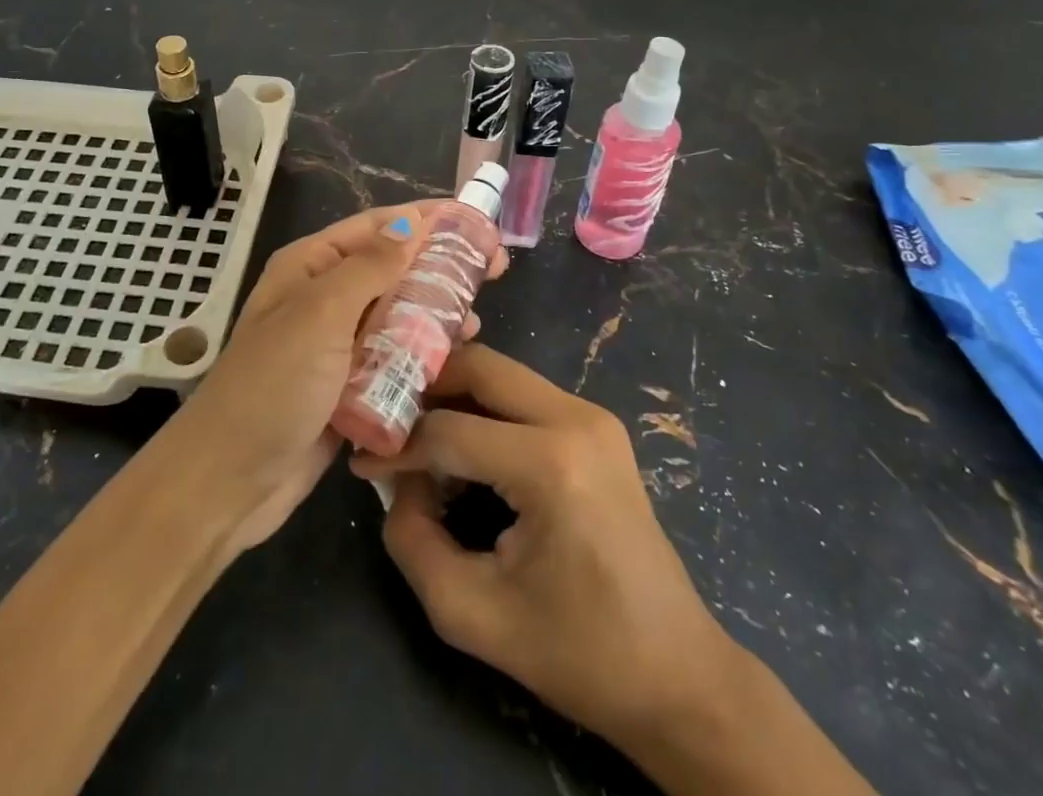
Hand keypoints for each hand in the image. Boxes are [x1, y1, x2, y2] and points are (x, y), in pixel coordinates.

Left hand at [168, 202, 507, 556]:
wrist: (229, 479)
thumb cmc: (273, 384)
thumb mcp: (320, 314)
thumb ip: (369, 267)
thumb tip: (410, 223)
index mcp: (311, 267)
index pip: (377, 227)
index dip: (426, 220)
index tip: (475, 222)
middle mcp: (325, 297)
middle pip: (392, 269)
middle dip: (439, 266)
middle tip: (493, 269)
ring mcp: (337, 344)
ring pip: (397, 314)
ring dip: (435, 312)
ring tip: (476, 318)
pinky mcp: (349, 385)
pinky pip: (394, 358)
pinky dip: (422, 354)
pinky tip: (455, 357)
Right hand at [350, 344, 737, 747]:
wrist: (678, 674)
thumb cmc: (578, 653)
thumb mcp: (472, 614)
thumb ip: (413, 541)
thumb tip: (398, 481)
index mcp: (551, 463)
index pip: (449, 429)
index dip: (397, 446)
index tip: (364, 464)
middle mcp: (576, 418)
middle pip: (479, 367)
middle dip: (426, 387)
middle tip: (388, 420)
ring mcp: (592, 416)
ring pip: (501, 374)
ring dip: (454, 395)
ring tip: (418, 435)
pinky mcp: (597, 426)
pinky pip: (524, 395)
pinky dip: (484, 409)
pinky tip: (464, 447)